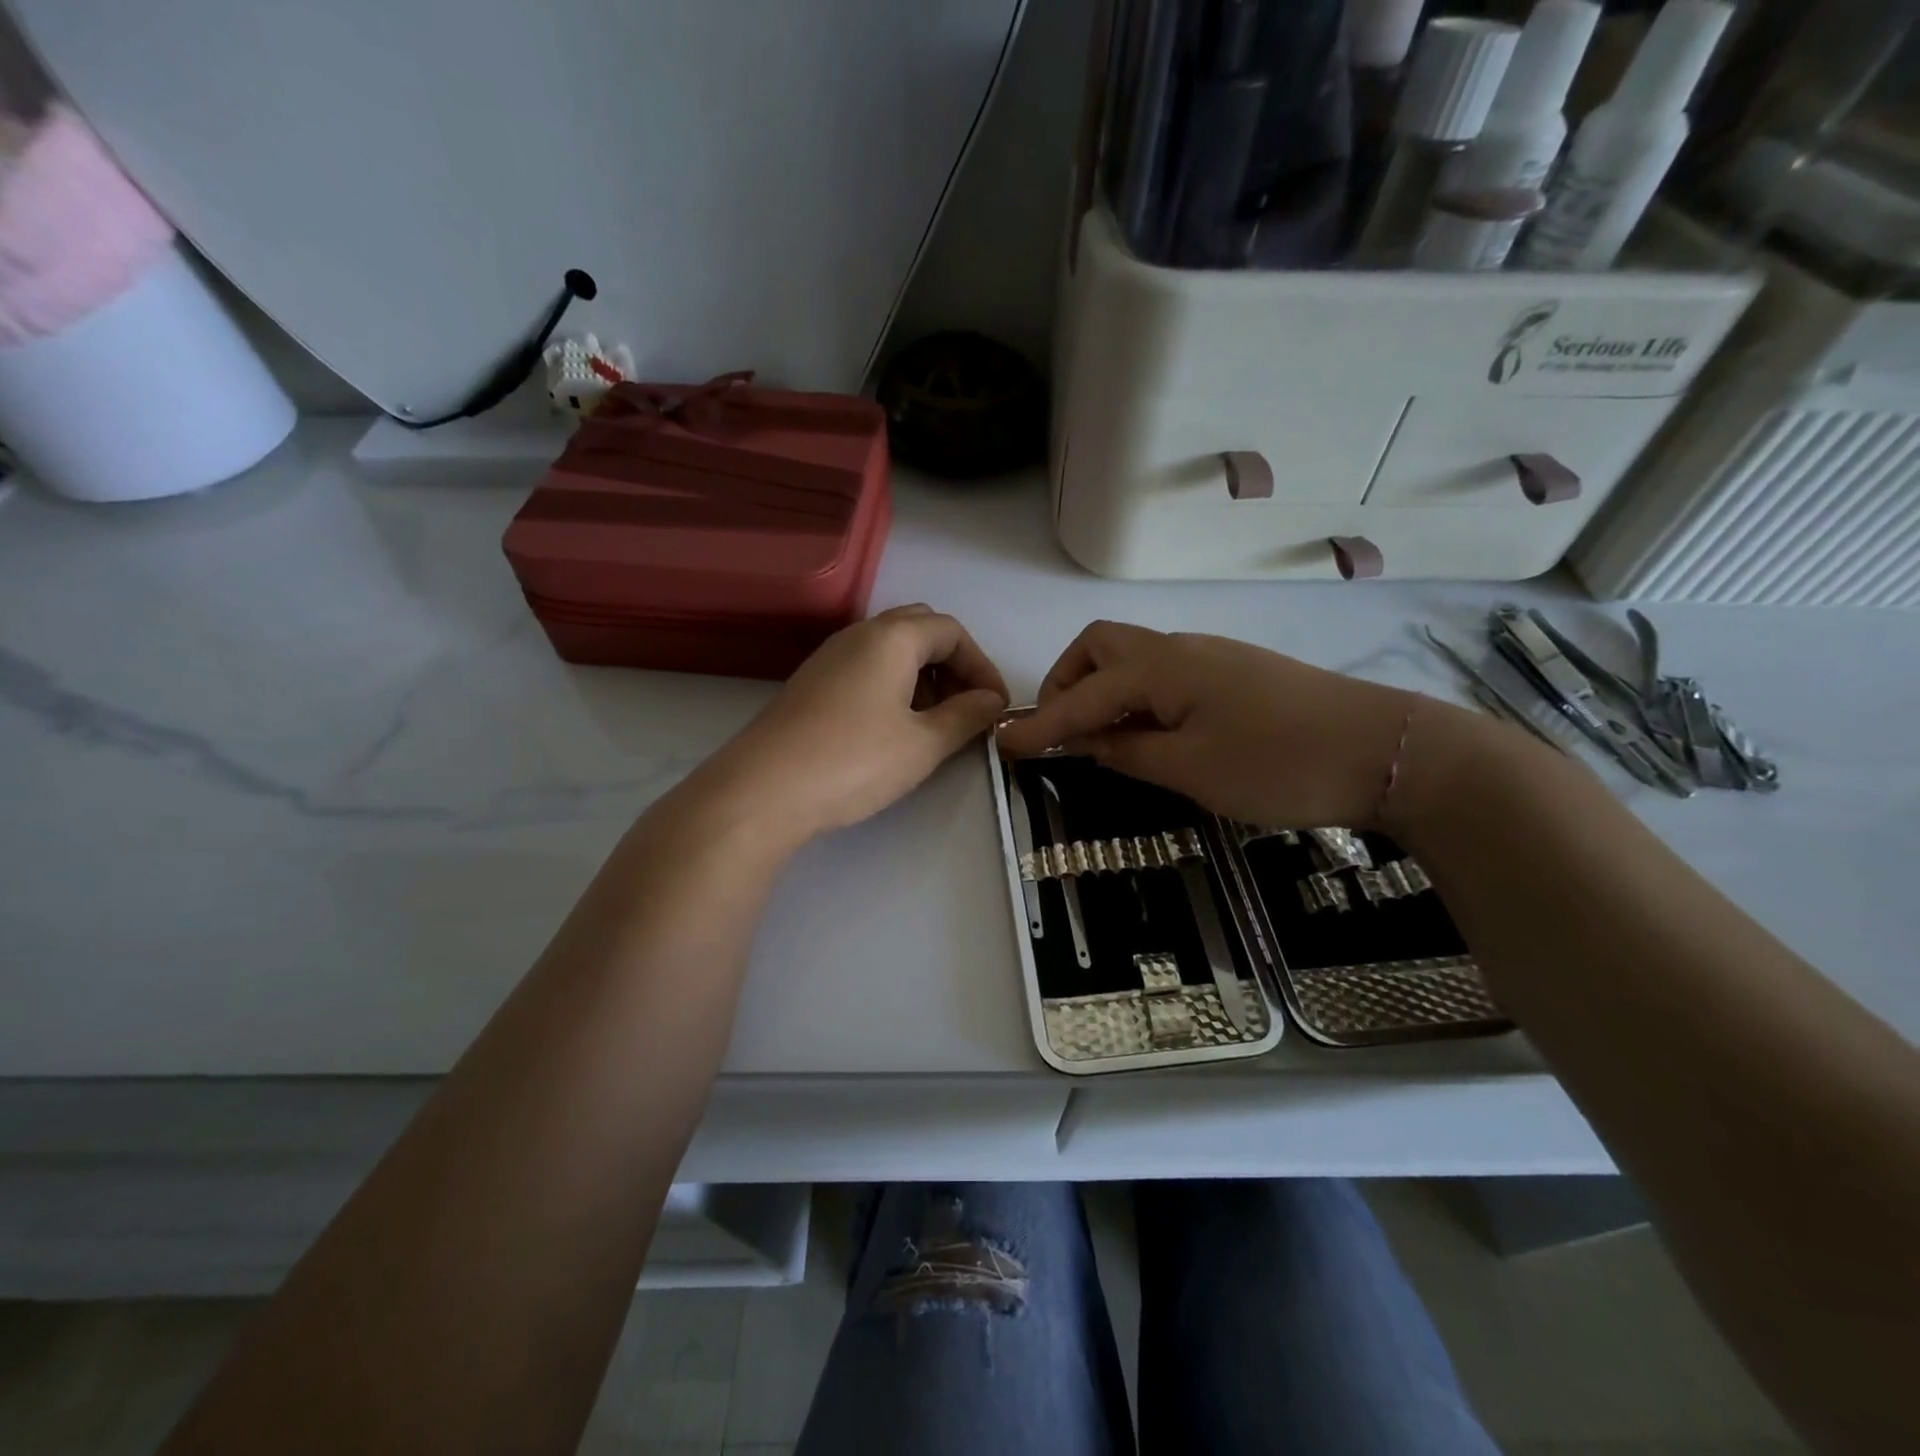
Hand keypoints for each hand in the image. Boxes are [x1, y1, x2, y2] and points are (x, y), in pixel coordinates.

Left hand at [698, 605, 1008, 845]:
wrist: (762, 791)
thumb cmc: (853, 761)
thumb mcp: (923, 744)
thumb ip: (965, 717)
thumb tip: (990, 701)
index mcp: (891, 637)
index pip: (951, 631)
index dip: (981, 666)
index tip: (995, 706)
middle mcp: (858, 635)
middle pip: (919, 631)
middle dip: (952, 665)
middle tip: (966, 708)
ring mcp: (829, 658)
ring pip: (890, 651)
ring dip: (922, 677)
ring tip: (934, 724)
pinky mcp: (811, 685)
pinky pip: (865, 670)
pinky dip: (892, 688)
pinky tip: (893, 730)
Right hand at [994, 621, 1418, 830]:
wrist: (1389, 751)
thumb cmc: (1280, 764)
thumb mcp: (1192, 771)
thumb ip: (1129, 752)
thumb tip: (1091, 741)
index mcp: (1163, 669)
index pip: (1083, 695)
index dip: (1041, 724)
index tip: (1003, 744)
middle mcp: (1181, 648)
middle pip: (1102, 646)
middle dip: (1068, 683)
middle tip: (1064, 732)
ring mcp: (1213, 656)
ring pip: (1134, 657)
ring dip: (1103, 689)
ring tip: (1103, 740)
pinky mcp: (1236, 672)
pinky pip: (1164, 672)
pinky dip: (1137, 696)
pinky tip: (1151, 733)